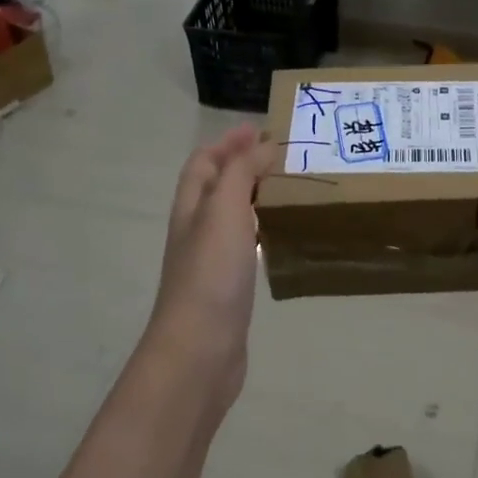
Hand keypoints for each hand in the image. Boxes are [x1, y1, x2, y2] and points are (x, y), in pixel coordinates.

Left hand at [139, 126, 267, 408]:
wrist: (200, 349)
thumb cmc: (210, 274)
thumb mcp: (224, 211)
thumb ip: (242, 173)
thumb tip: (262, 145)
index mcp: (191, 207)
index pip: (203, 163)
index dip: (227, 143)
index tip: (259, 128)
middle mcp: (197, 230)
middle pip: (215, 186)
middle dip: (242, 164)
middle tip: (281, 154)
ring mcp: (211, 260)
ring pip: (231, 215)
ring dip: (253, 194)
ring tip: (286, 185)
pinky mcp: (228, 286)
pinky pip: (244, 244)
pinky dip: (260, 228)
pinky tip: (280, 233)